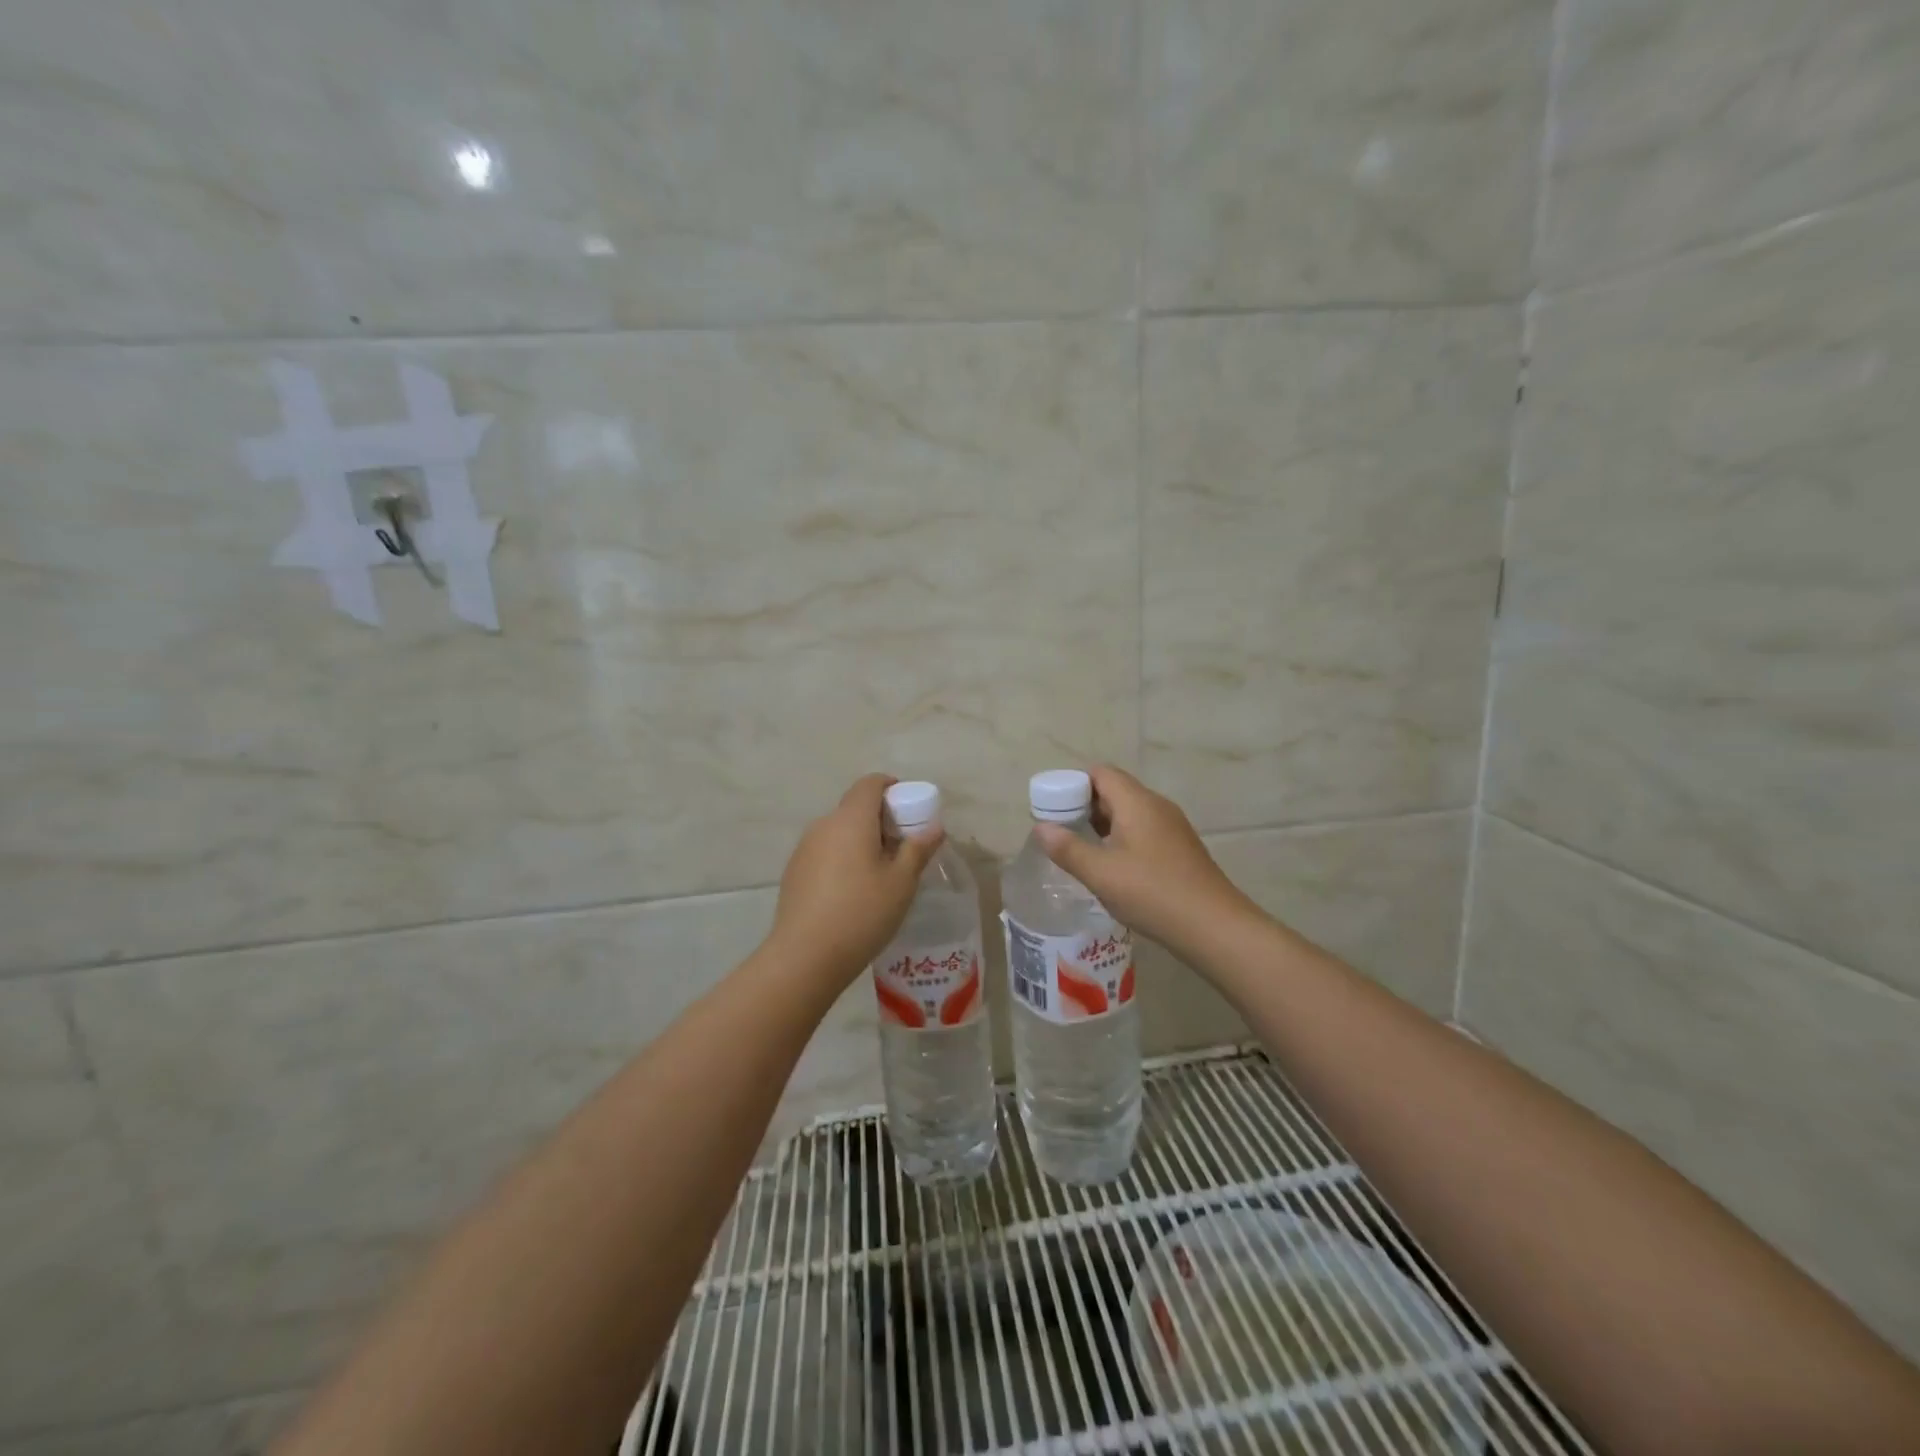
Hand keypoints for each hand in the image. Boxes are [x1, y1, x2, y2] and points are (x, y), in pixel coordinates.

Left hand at [769, 775, 945, 982]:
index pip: (870, 783)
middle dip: (880, 818)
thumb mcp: (902, 882)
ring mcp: (804, 849)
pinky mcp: (794, 872)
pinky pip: (825, 852)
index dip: (891, 787)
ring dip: (861, 840)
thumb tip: (933, 827)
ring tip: (880, 873)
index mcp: (851, 819)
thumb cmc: (862, 912)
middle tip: (902, 846)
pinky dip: (843, 858)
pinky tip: (853, 892)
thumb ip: (918, 848)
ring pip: (839, 831)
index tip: (909, 807)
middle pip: (855, 807)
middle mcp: (824, 825)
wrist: (805, 956)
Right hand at [1033, 764, 1255, 954]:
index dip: (1072, 784)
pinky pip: (1143, 831)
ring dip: (1102, 826)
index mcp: (1137, 802)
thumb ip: (1068, 849)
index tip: (1052, 809)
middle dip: (1084, 807)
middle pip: (1114, 791)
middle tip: (1060, 832)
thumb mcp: (1101, 874)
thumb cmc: (1152, 893)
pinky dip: (1121, 839)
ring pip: (1129, 813)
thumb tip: (1041, 828)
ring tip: (1080, 851)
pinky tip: (1112, 868)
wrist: (1215, 927)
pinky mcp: (1180, 849)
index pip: (1100, 773)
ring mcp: (1172, 828)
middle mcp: (1156, 806)